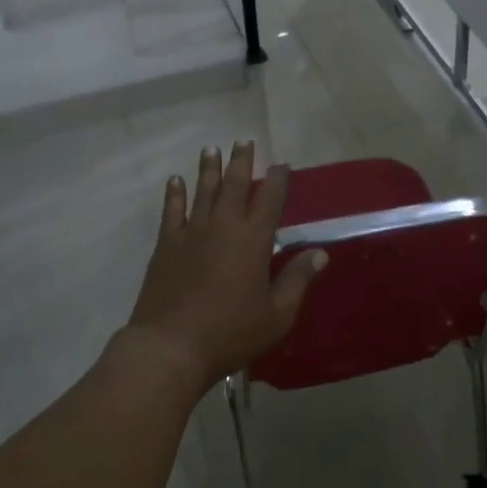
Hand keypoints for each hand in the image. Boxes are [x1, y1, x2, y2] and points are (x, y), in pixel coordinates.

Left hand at [123, 141, 326, 390]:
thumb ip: (297, 280)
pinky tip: (175, 181)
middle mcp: (223, 226)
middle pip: (234, 185)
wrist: (171, 346)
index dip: (277, 179)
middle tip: (244, 141)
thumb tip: (320, 253)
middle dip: (241, 161)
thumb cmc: (230, 333)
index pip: (269, 200)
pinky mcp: (166, 245)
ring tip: (211, 149)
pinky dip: (174, 194)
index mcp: (253, 241)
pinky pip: (172, 211)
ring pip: (203, 191)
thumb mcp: (277, 315)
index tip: (281, 163)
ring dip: (209, 169)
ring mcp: (191, 233)